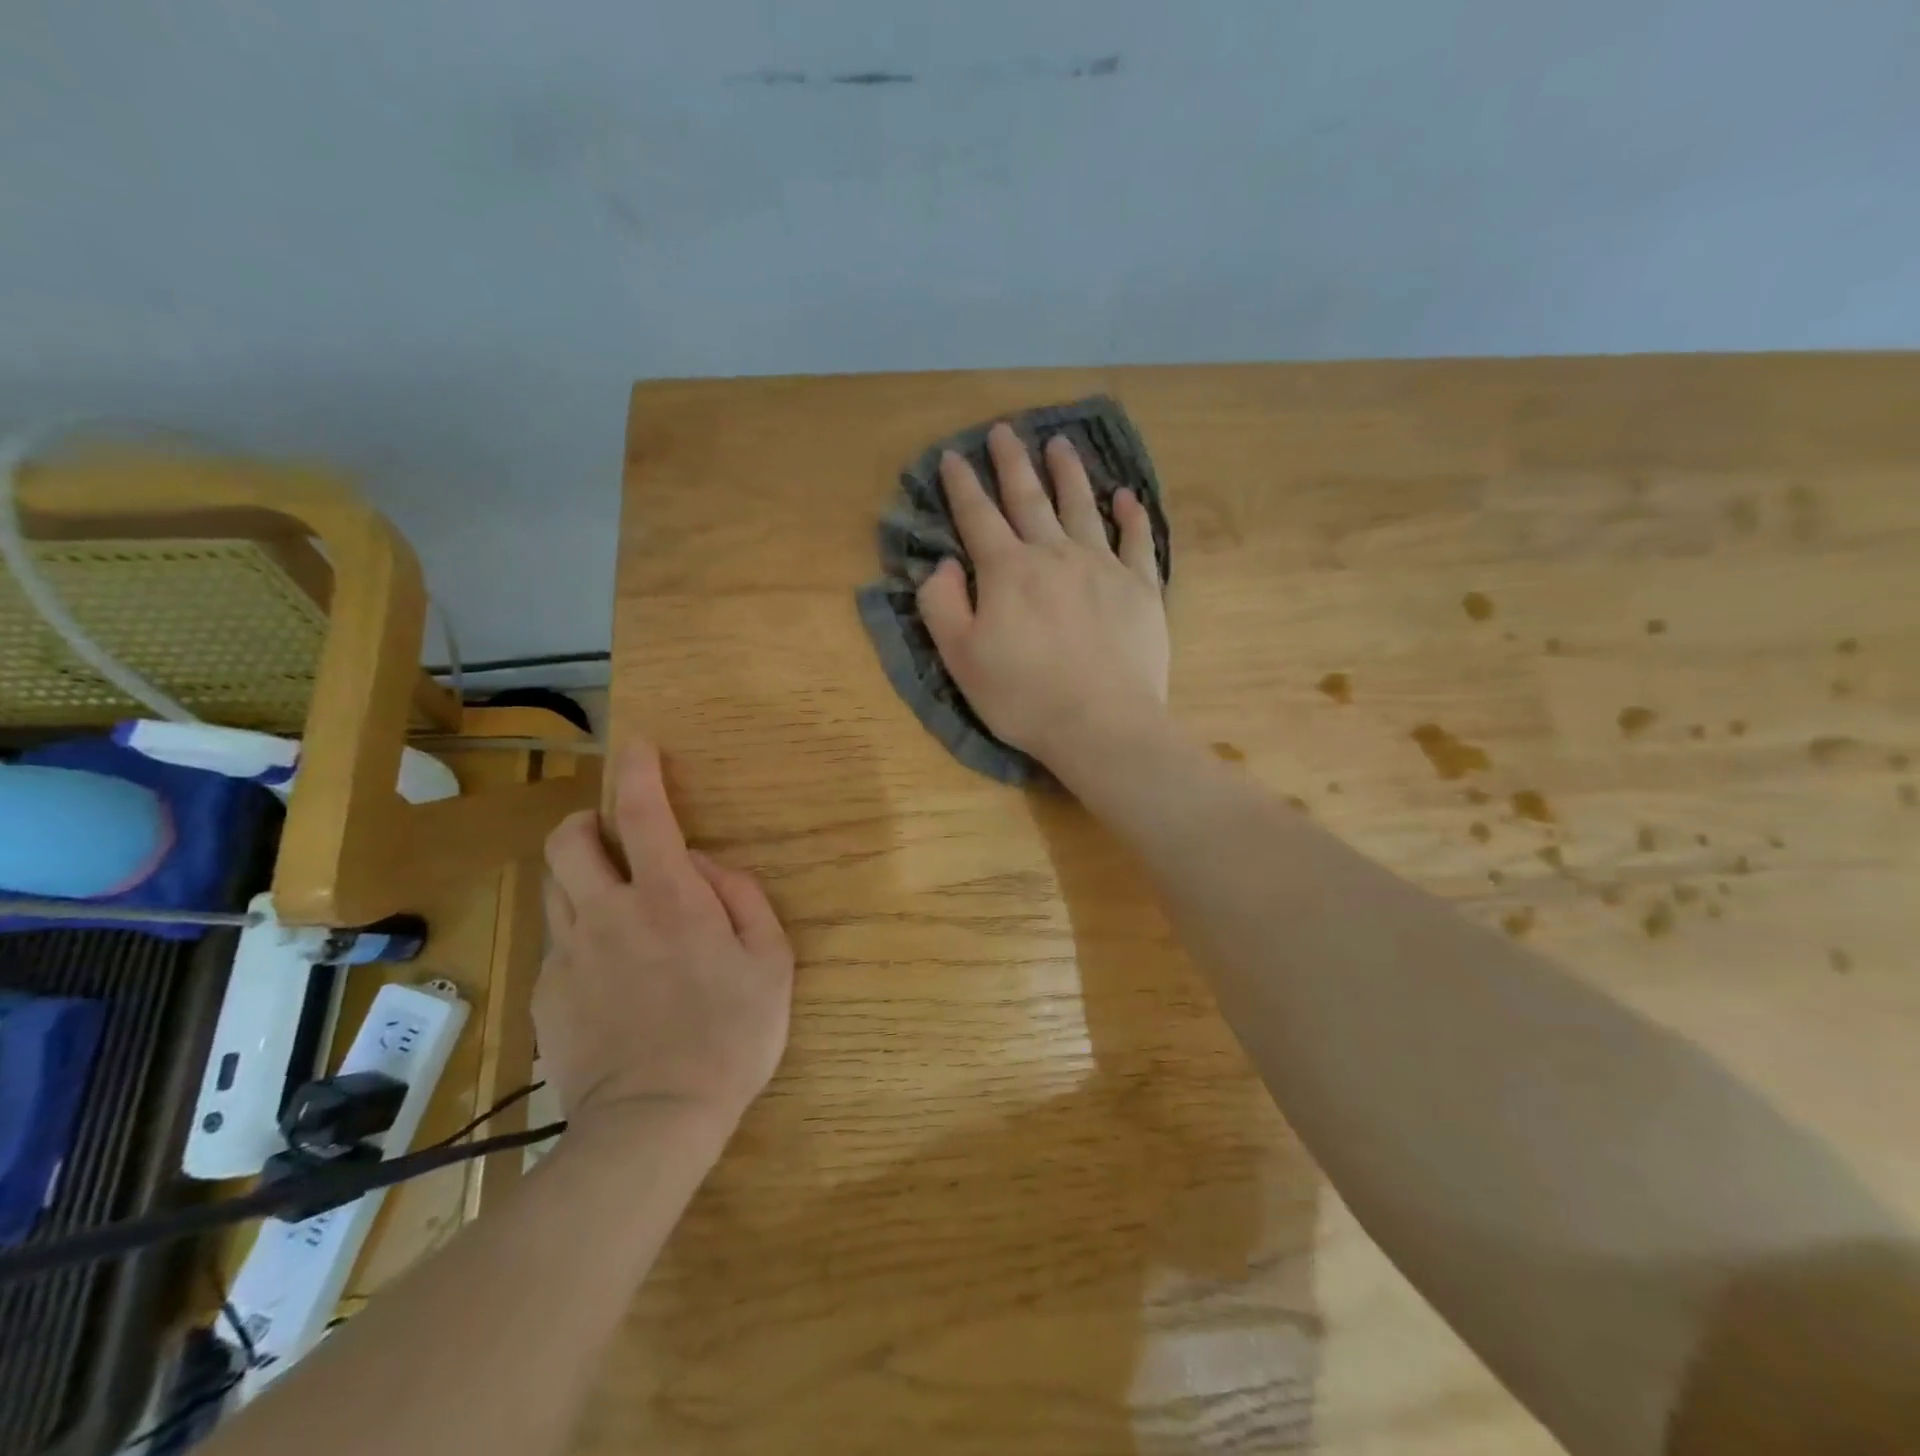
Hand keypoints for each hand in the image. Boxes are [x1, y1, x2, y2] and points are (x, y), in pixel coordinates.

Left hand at [537, 741, 793, 1135]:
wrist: (655, 1121)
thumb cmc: (731, 1035)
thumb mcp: (771, 960)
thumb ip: (742, 897)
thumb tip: (707, 866)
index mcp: (668, 897)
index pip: (643, 812)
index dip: (638, 770)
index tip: (638, 746)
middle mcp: (608, 912)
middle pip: (568, 841)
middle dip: (586, 822)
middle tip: (614, 838)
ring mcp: (569, 954)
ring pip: (554, 887)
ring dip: (579, 876)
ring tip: (614, 903)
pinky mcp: (547, 993)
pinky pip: (557, 943)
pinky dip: (580, 935)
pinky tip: (609, 973)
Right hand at [917, 423, 1170, 765]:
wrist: (1101, 723)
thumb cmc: (1022, 696)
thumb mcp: (960, 658)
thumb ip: (942, 604)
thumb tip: (944, 564)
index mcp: (1007, 571)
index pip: (977, 516)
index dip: (962, 485)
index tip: (953, 456)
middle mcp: (1054, 555)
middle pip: (1029, 498)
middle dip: (1012, 462)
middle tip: (1004, 430)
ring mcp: (1102, 567)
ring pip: (1082, 507)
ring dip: (1068, 473)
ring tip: (1060, 444)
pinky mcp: (1140, 588)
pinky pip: (1136, 541)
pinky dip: (1131, 515)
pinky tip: (1126, 497)